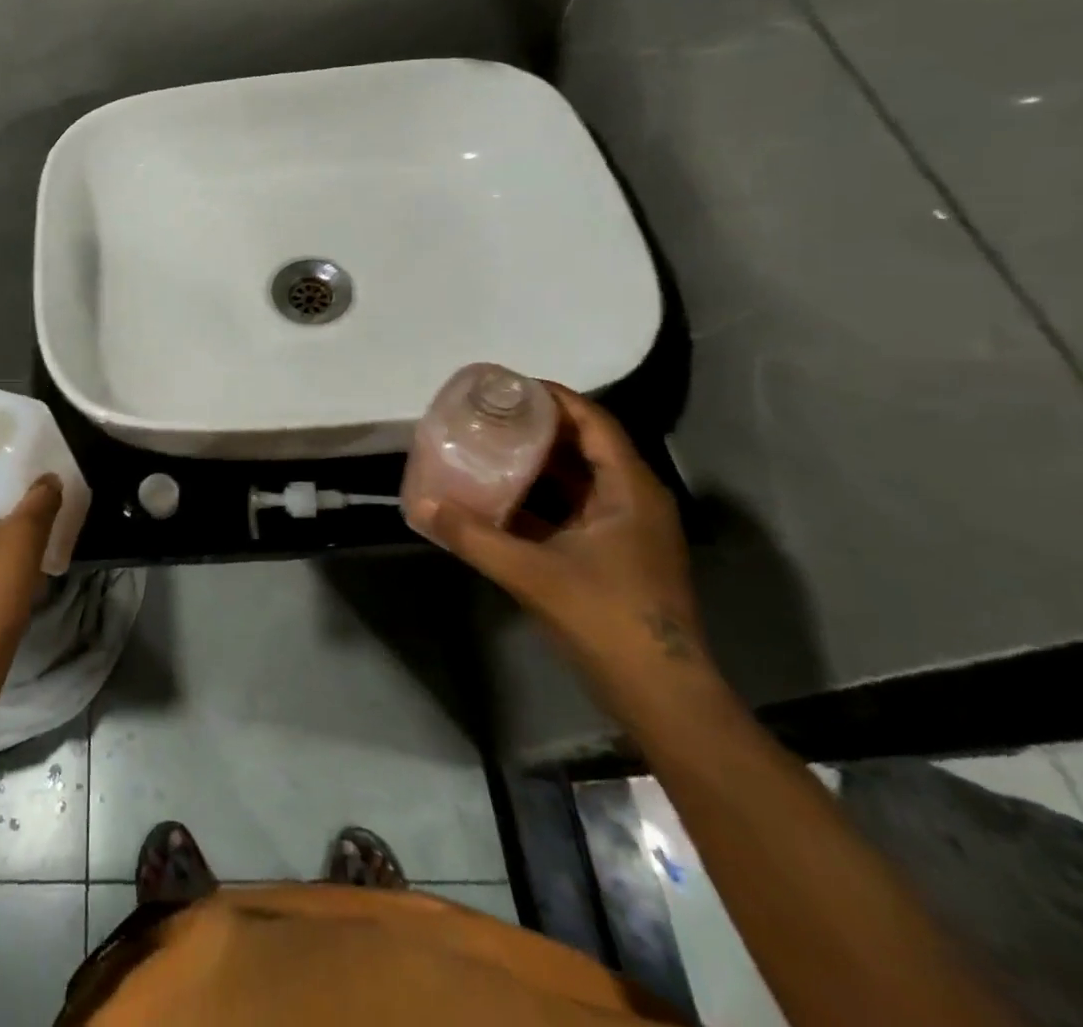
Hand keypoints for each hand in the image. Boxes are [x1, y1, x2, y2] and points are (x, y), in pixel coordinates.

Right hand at [408, 384, 722, 721]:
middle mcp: (633, 500)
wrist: (661, 696)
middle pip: (584, 446)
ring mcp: (625, 531)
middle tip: (487, 415)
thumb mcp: (531, 572)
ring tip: (486, 448)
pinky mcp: (613, 556)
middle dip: (537, 427)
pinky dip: (538, 499)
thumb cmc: (607, 618)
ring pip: (577, 480)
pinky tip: (498, 500)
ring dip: (535, 464)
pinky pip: (571, 510)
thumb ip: (472, 536)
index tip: (507, 386)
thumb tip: (421, 505)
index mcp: (630, 490)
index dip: (553, 397)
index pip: (594, 422)